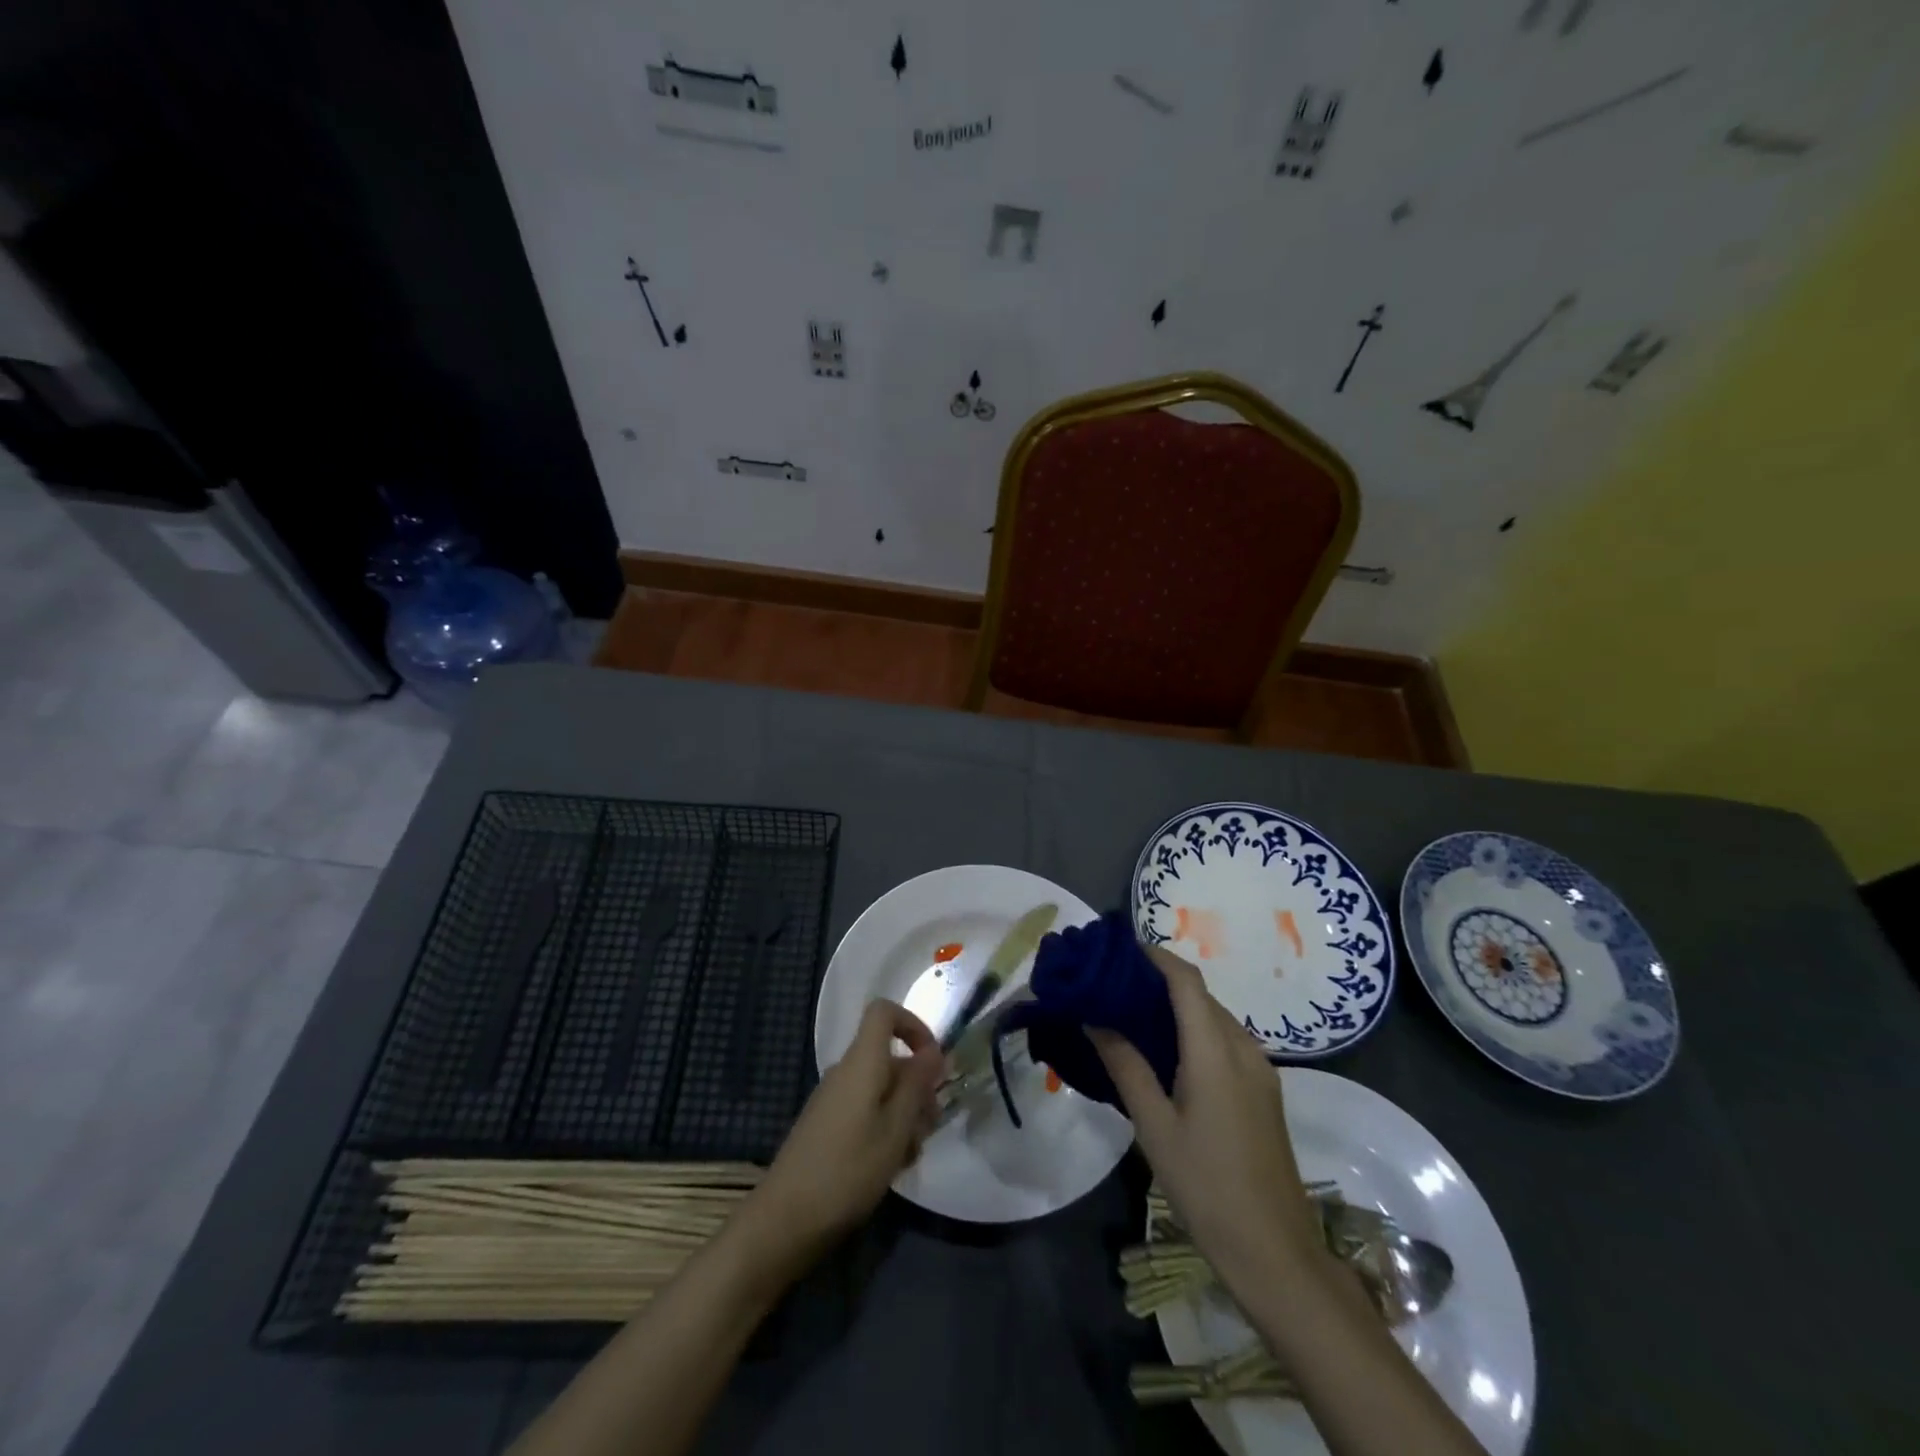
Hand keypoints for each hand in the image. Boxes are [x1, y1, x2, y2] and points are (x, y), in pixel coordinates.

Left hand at [744, 999, 942, 1270]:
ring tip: (912, 1155)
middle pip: (888, 1057)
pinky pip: (865, 1109)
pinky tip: (890, 1165)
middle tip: (932, 1125)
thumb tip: (934, 1050)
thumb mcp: (895, 1129)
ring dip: (904, 1112)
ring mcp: (833, 1098)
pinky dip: (885, 1127)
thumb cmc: (848, 1170)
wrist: (784, 1220)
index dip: (913, 1025)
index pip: (884, 1012)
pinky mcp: (826, 1125)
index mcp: (861, 1062)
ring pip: (880, 1088)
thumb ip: (917, 1086)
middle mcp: (845, 1071)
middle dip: (917, 1084)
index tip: (934, 1061)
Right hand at [1091, 945, 1324, 1297]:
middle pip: (1200, 995)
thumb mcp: (1154, 1127)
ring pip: (1214, 1017)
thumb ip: (1126, 1065)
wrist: (1275, 1252)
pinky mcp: (1265, 1090)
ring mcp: (1260, 1070)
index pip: (1186, 980)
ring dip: (1177, 1006)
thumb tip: (1095, 1018)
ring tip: (1132, 1014)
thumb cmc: (1206, 1187)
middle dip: (1159, 980)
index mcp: (1215, 1052)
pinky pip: (1226, 1040)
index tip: (1118, 951)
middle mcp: (1244, 1049)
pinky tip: (1167, 1051)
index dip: (1155, 956)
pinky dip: (1195, 1030)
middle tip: (1114, 985)